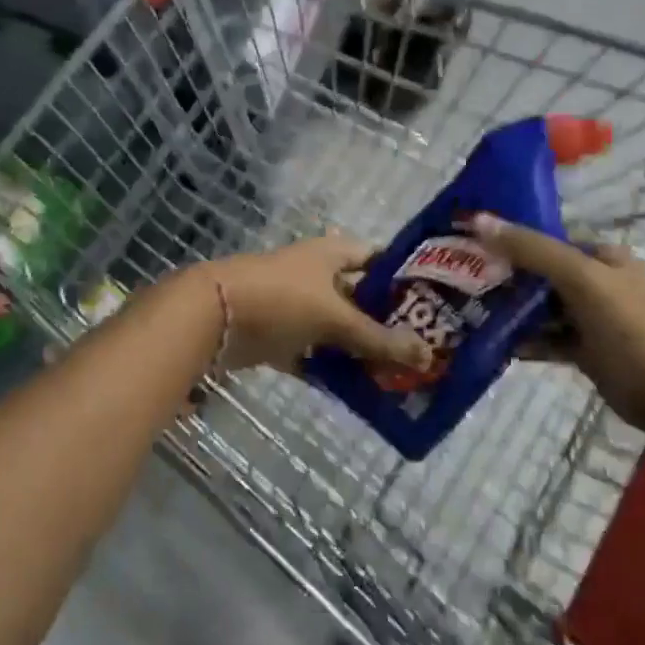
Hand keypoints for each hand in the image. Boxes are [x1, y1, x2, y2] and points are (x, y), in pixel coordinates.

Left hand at [196, 236, 433, 374]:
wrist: (212, 317)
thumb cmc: (281, 300)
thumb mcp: (335, 318)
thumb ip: (378, 338)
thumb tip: (428, 355)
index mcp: (331, 254)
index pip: (377, 258)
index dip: (403, 277)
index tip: (432, 303)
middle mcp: (315, 274)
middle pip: (359, 297)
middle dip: (385, 322)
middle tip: (421, 348)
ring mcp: (294, 305)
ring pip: (335, 328)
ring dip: (358, 349)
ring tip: (396, 374)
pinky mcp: (276, 335)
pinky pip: (311, 352)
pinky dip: (328, 368)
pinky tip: (355, 390)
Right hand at [468, 213, 644, 438]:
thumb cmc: (628, 329)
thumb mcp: (580, 280)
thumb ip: (532, 249)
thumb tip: (478, 219)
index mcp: (604, 257)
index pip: (550, 238)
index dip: (512, 238)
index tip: (471, 245)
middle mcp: (598, 282)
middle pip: (543, 273)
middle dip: (507, 277)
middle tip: (464, 280)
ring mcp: (592, 318)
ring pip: (543, 308)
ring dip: (513, 311)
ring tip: (472, 311)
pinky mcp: (586, 350)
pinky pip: (548, 338)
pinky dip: (525, 340)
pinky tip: (496, 344)